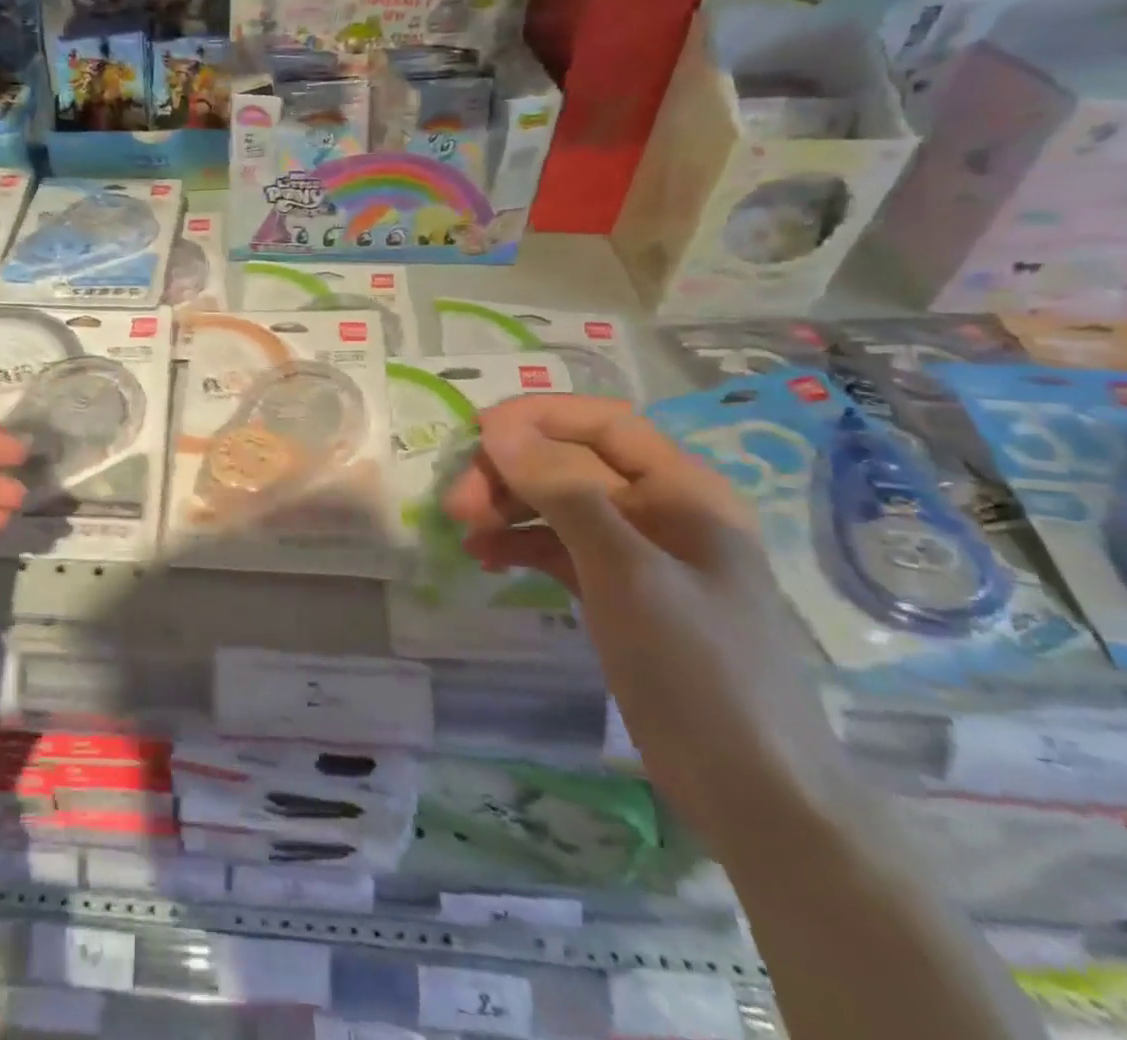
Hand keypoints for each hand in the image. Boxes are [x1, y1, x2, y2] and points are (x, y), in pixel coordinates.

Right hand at [442, 394, 862, 861]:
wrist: (754, 793)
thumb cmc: (700, 669)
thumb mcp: (628, 572)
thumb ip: (564, 493)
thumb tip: (499, 430)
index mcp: (684, 489)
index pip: (603, 422)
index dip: (537, 418)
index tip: (475, 434)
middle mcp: (661, 509)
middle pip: (572, 462)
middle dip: (512, 472)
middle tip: (457, 503)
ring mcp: (638, 554)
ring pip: (559, 504)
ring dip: (508, 507)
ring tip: (463, 530)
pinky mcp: (618, 593)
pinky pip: (559, 547)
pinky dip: (520, 545)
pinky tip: (485, 559)